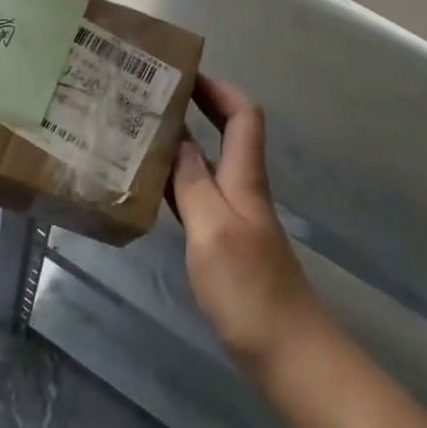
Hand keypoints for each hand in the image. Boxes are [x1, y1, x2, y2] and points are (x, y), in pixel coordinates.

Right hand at [171, 74, 328, 380]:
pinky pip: (197, 198)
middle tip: (153, 96)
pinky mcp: (223, 245)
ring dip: (181, 144)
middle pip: (226, 134)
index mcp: (244, 178)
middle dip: (197, 107)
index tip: (184, 72)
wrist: (288, 355)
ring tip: (139, 132)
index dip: (218, 88)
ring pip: (207, 165)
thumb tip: (178, 138)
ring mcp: (233, 218)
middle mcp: (241, 190)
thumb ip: (193, 183)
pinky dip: (175, 183)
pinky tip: (147, 187)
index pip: (242, 115)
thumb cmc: (250, 289)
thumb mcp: (213, 230)